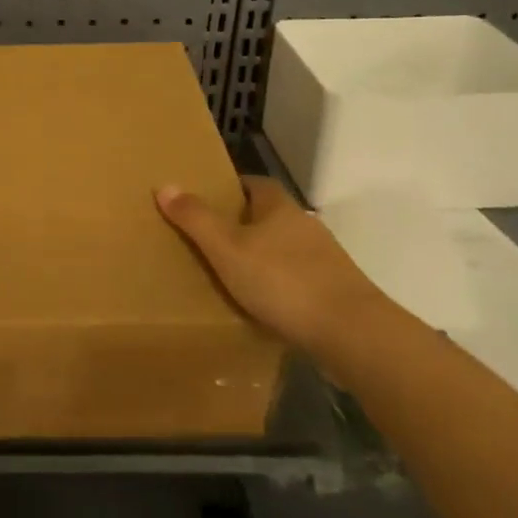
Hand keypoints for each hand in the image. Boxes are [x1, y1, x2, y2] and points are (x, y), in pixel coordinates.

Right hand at [155, 176, 380, 355]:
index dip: (229, 189)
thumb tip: (165, 184)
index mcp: (279, 207)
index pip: (253, 184)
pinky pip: (297, 279)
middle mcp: (305, 225)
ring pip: (283, 249)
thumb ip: (196, 219)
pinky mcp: (335, 291)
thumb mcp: (227, 249)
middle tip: (208, 240)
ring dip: (261, 257)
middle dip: (242, 224)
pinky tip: (263, 305)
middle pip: (268, 216)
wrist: (352, 333)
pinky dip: (278, 286)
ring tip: (230, 276)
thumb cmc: (283, 282)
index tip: (205, 201)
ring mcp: (324, 259)